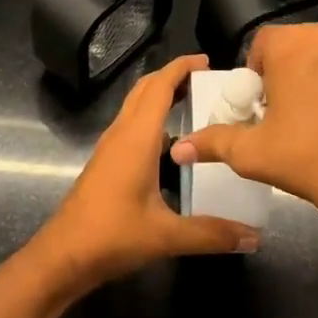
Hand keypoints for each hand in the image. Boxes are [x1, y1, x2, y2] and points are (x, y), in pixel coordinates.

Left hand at [35, 54, 260, 294]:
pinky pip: (132, 126)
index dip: (181, 68)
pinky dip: (152, 119)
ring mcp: (110, 148)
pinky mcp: (106, 163)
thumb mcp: (166, 236)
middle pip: (145, 90)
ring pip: (136, 107)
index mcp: (136, 138)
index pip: (159, 87)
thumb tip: (254, 237)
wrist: (62, 257)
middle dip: (173, 77)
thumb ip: (211, 233)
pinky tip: (173, 144)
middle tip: (206, 79)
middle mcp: (121, 134)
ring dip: (161, 96)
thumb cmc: (111, 236)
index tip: (207, 61)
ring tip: (195, 104)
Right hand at [170, 22, 317, 271]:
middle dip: (289, 72)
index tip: (262, 104)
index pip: (263, 44)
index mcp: (294, 44)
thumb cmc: (309, 160)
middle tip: (288, 113)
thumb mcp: (252, 153)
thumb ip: (212, 142)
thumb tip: (178, 148)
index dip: (257, 73)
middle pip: (299, 46)